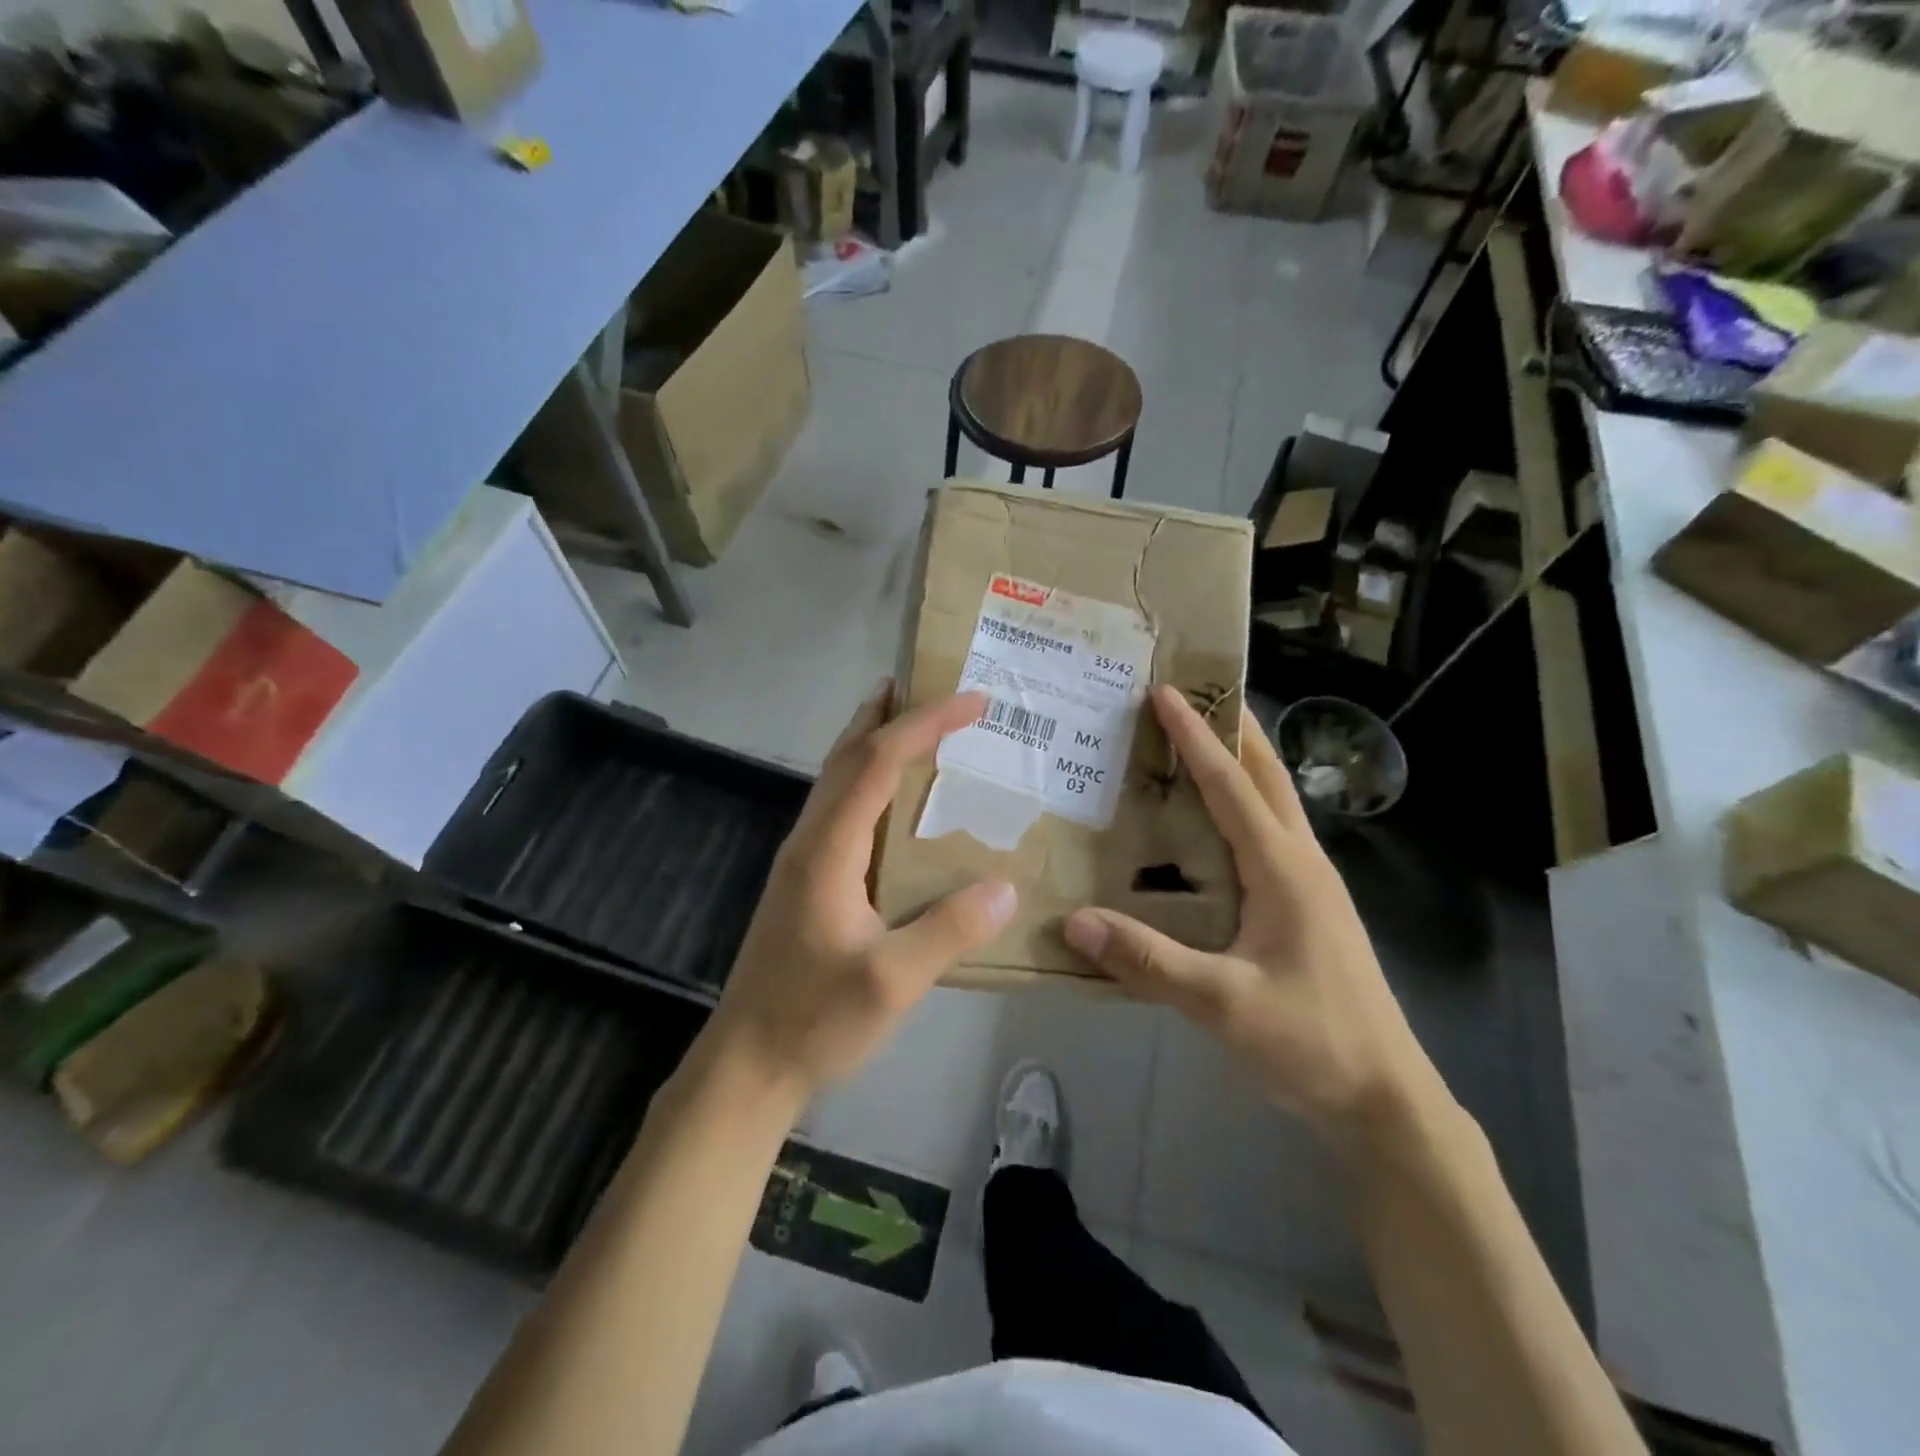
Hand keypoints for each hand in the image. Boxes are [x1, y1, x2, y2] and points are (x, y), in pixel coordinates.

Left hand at [707, 682, 1017, 1102]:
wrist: (748, 1064)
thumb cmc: (815, 1020)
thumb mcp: (892, 981)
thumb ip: (949, 931)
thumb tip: (1006, 886)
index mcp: (828, 849)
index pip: (878, 762)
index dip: (925, 723)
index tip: (973, 700)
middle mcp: (810, 840)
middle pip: (846, 755)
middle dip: (888, 714)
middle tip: (928, 684)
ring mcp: (802, 860)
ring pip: (837, 779)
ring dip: (872, 742)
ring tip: (910, 721)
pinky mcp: (804, 881)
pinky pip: (839, 809)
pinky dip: (868, 780)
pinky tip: (891, 801)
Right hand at [1063, 686, 1441, 1145]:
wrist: (1385, 1099)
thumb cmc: (1311, 1042)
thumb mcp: (1224, 1005)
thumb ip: (1149, 961)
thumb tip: (1076, 921)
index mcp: (1284, 870)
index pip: (1233, 786)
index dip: (1198, 737)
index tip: (1166, 692)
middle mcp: (1301, 863)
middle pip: (1267, 777)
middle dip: (1233, 728)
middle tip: (1193, 693)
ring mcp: (1310, 885)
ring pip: (1273, 803)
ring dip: (1241, 763)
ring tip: (1199, 740)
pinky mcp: (1306, 908)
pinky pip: (1269, 836)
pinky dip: (1241, 806)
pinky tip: (1212, 825)